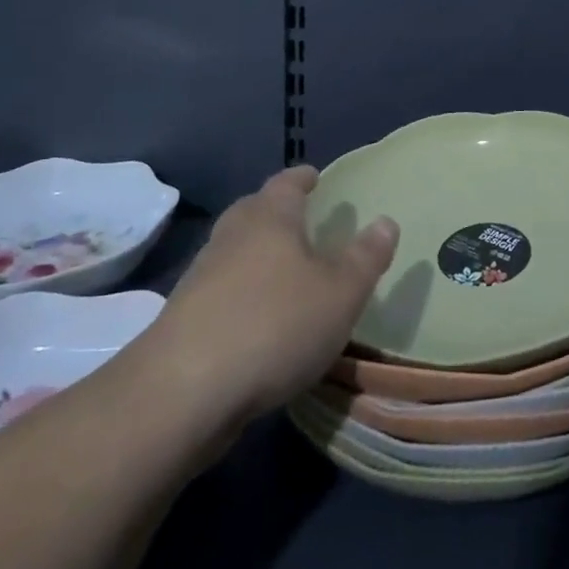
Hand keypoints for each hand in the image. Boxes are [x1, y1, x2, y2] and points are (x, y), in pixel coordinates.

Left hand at [147, 167, 398, 422]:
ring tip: (283, 269)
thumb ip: (365, 258)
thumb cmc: (274, 325)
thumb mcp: (340, 293)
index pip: (286, 183)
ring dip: (256, 254)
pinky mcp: (183, 318)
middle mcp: (231, 237)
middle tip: (300, 218)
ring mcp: (200, 277)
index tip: (314, 176)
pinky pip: (221, 289)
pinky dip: (240, 292)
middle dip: (276, 212)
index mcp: (269, 218)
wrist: (183, 392)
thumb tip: (386, 221)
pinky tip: (257, 317)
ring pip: (234, 250)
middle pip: (254, 211)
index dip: (302, 178)